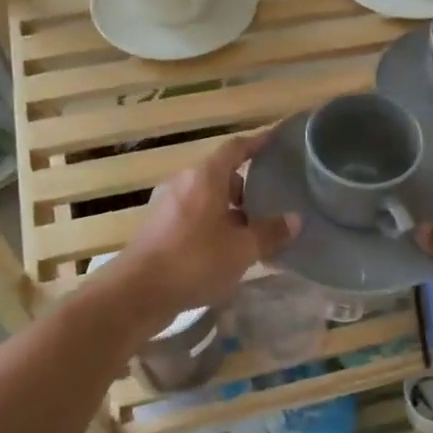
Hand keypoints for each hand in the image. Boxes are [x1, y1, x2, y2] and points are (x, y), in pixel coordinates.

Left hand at [106, 132, 298, 332]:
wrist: (137, 292)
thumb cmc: (195, 261)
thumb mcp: (242, 250)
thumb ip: (270, 232)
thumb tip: (295, 219)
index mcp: (204, 177)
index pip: (235, 149)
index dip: (256, 143)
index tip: (274, 140)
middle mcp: (183, 183)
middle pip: (220, 176)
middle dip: (245, 190)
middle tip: (268, 208)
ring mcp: (166, 205)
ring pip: (205, 199)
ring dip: (228, 212)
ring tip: (249, 236)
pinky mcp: (156, 228)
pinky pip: (192, 217)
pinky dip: (210, 226)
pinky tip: (222, 253)